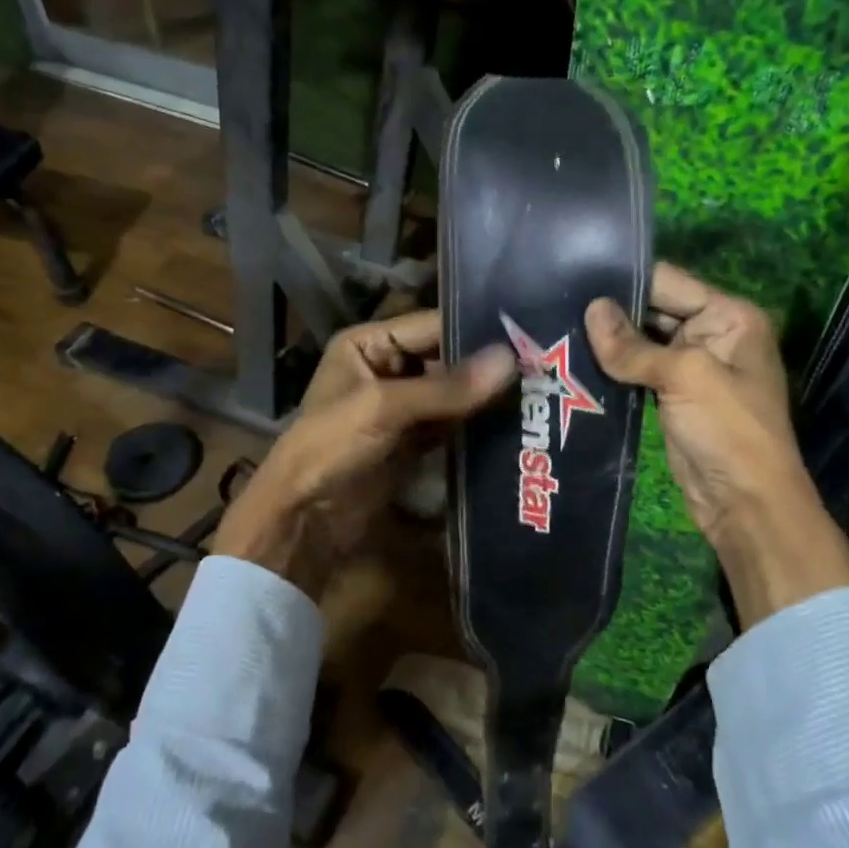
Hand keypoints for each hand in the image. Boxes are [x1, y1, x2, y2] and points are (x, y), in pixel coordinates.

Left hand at [213, 309, 515, 594]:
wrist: (303, 521)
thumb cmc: (330, 448)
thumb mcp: (384, 408)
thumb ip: (447, 387)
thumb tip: (511, 359)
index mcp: (368, 345)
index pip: (432, 326)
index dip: (476, 331)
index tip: (529, 335)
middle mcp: (386, 369)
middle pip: (446, 359)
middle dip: (487, 366)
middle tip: (545, 365)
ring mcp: (401, 408)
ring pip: (452, 394)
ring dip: (486, 397)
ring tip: (540, 391)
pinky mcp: (413, 442)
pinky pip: (451, 424)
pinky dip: (476, 425)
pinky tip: (515, 423)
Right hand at [585, 263, 848, 624]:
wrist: (746, 503)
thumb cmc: (728, 430)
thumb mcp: (684, 377)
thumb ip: (633, 346)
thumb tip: (590, 310)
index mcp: (729, 316)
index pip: (669, 282)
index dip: (625, 279)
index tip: (574, 273)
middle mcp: (712, 334)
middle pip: (654, 309)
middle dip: (611, 310)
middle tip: (555, 301)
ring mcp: (692, 367)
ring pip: (642, 341)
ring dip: (608, 340)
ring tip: (557, 326)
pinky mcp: (673, 395)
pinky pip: (638, 370)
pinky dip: (613, 367)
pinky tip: (575, 358)